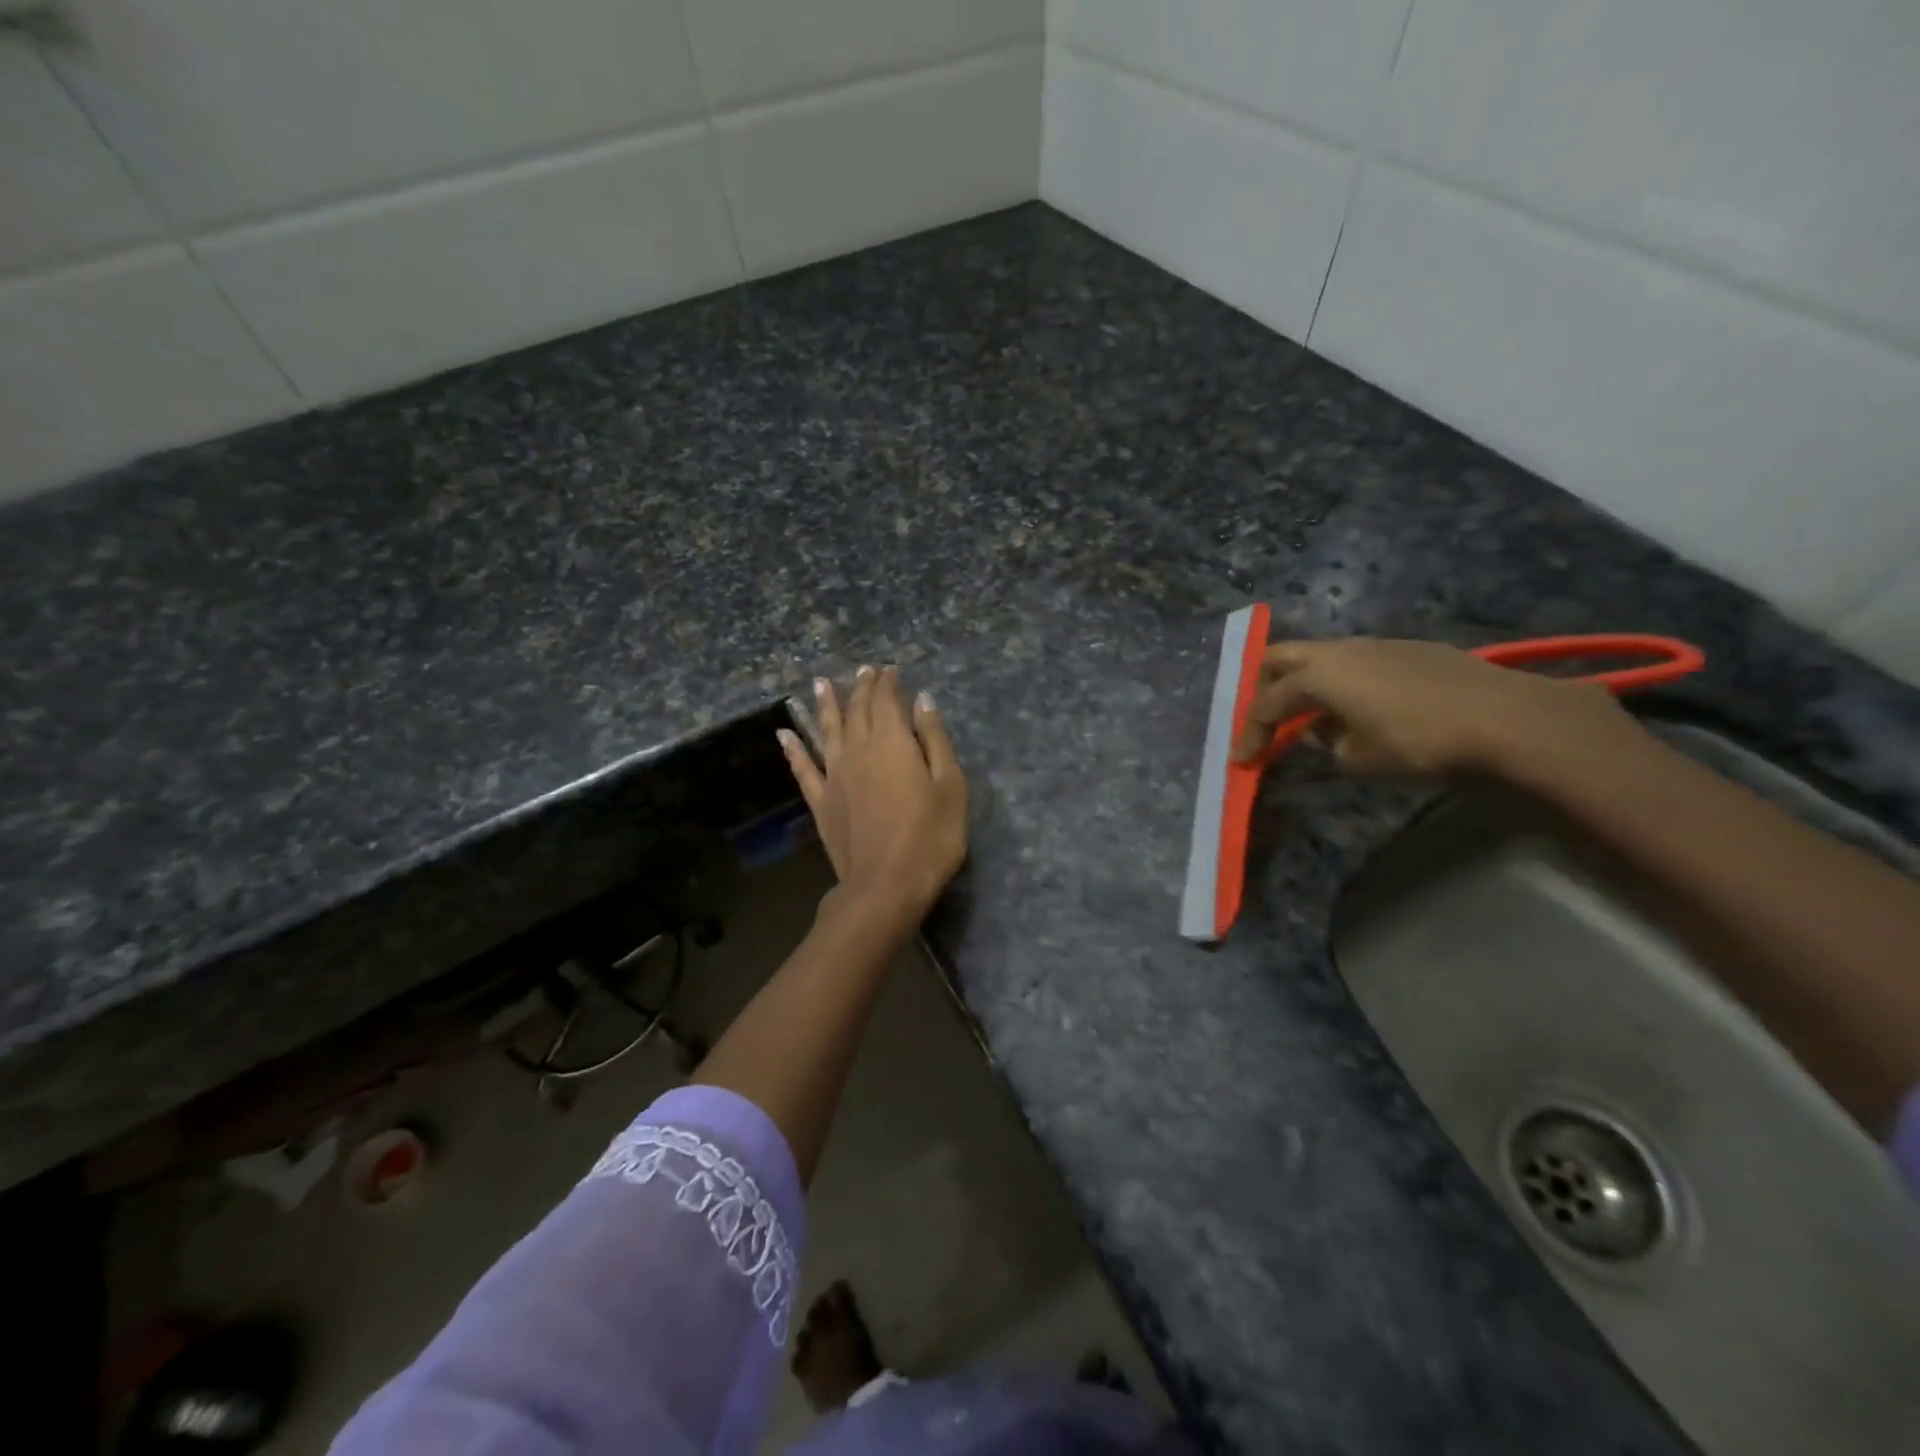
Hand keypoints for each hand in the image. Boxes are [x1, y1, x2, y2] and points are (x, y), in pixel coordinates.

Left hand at [778, 666, 967, 924]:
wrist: (886, 885)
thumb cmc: (930, 836)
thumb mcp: (949, 786)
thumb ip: (934, 740)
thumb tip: (922, 701)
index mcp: (893, 743)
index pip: (887, 702)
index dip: (888, 683)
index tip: (890, 670)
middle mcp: (859, 750)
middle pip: (858, 711)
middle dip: (861, 687)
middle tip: (864, 670)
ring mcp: (835, 775)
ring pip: (827, 730)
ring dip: (825, 705)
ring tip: (820, 684)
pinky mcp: (821, 801)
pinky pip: (803, 768)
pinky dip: (793, 749)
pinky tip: (785, 734)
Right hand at [1230, 636, 1642, 776]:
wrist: (1503, 717)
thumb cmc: (1417, 740)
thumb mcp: (1359, 758)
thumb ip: (1328, 745)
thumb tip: (1321, 733)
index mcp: (1318, 675)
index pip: (1267, 704)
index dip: (1251, 733)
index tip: (1241, 760)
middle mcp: (1340, 650)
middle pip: (1281, 658)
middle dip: (1263, 688)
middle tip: (1262, 720)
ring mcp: (1376, 644)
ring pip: (1320, 657)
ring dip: (1304, 685)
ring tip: (1309, 719)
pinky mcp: (1408, 649)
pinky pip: (1354, 662)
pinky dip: (1339, 683)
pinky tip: (1356, 709)